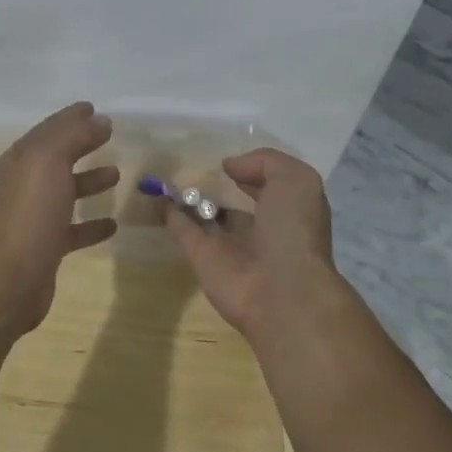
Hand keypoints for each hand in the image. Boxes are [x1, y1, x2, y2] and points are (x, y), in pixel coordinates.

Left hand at [0, 102, 118, 333]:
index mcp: (21, 160)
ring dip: (89, 181)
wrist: (10, 280)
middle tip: (109, 136)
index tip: (94, 108)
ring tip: (116, 174)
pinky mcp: (45, 246)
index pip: (49, 129)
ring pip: (65, 191)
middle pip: (57, 157)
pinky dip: (91, 223)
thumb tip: (99, 119)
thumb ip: (74, 136)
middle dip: (81, 144)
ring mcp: (33, 216)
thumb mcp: (50, 163)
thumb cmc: (30, 215)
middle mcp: (24, 184)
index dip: (71, 117)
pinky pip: (72, 228)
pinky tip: (113, 224)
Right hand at [165, 148, 334, 335]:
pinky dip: (169, 214)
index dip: (250, 169)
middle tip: (194, 162)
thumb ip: (264, 162)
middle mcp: (259, 227)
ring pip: (205, 215)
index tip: (228, 158)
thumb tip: (230, 167)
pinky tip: (156, 195)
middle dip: (217, 183)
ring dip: (188, 198)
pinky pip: (183, 230)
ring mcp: (229, 244)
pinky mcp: (202, 258)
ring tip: (167, 173)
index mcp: (287, 210)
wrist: (282, 293)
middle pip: (233, 201)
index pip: (267, 184)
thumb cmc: (294, 230)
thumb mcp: (295, 180)